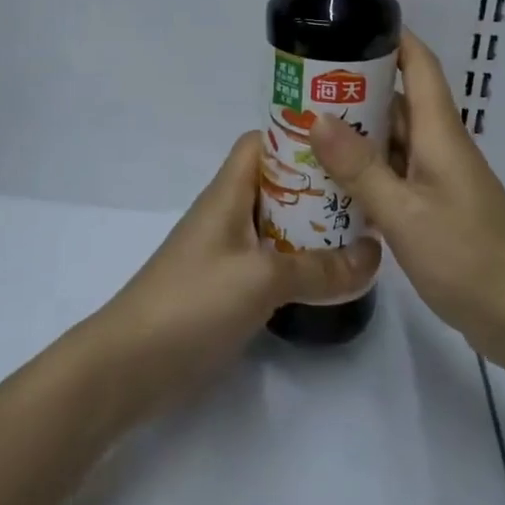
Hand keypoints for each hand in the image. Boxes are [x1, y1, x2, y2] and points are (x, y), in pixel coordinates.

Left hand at [92, 131, 381, 421]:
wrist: (129, 367)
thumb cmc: (192, 302)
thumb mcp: (262, 279)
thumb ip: (320, 269)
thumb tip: (375, 255)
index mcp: (228, 193)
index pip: (262, 143)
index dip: (298, 136)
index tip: (345, 143)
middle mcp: (228, 214)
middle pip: (277, 183)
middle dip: (318, 184)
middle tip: (367, 191)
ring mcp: (227, 252)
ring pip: (277, 224)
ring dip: (313, 227)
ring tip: (362, 230)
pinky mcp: (228, 287)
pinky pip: (272, 261)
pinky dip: (300, 262)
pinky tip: (331, 275)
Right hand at [311, 30, 504, 367]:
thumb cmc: (468, 257)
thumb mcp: (404, 213)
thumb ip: (360, 167)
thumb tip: (317, 116)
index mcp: (439, 133)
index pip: (419, 65)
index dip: (390, 37)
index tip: (346, 25)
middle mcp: (440, 147)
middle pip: (398, 101)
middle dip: (353, 88)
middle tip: (301, 87)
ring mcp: (439, 179)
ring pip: (393, 140)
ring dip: (356, 133)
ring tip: (305, 130)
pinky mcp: (436, 208)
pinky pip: (395, 174)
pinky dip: (366, 171)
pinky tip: (332, 183)